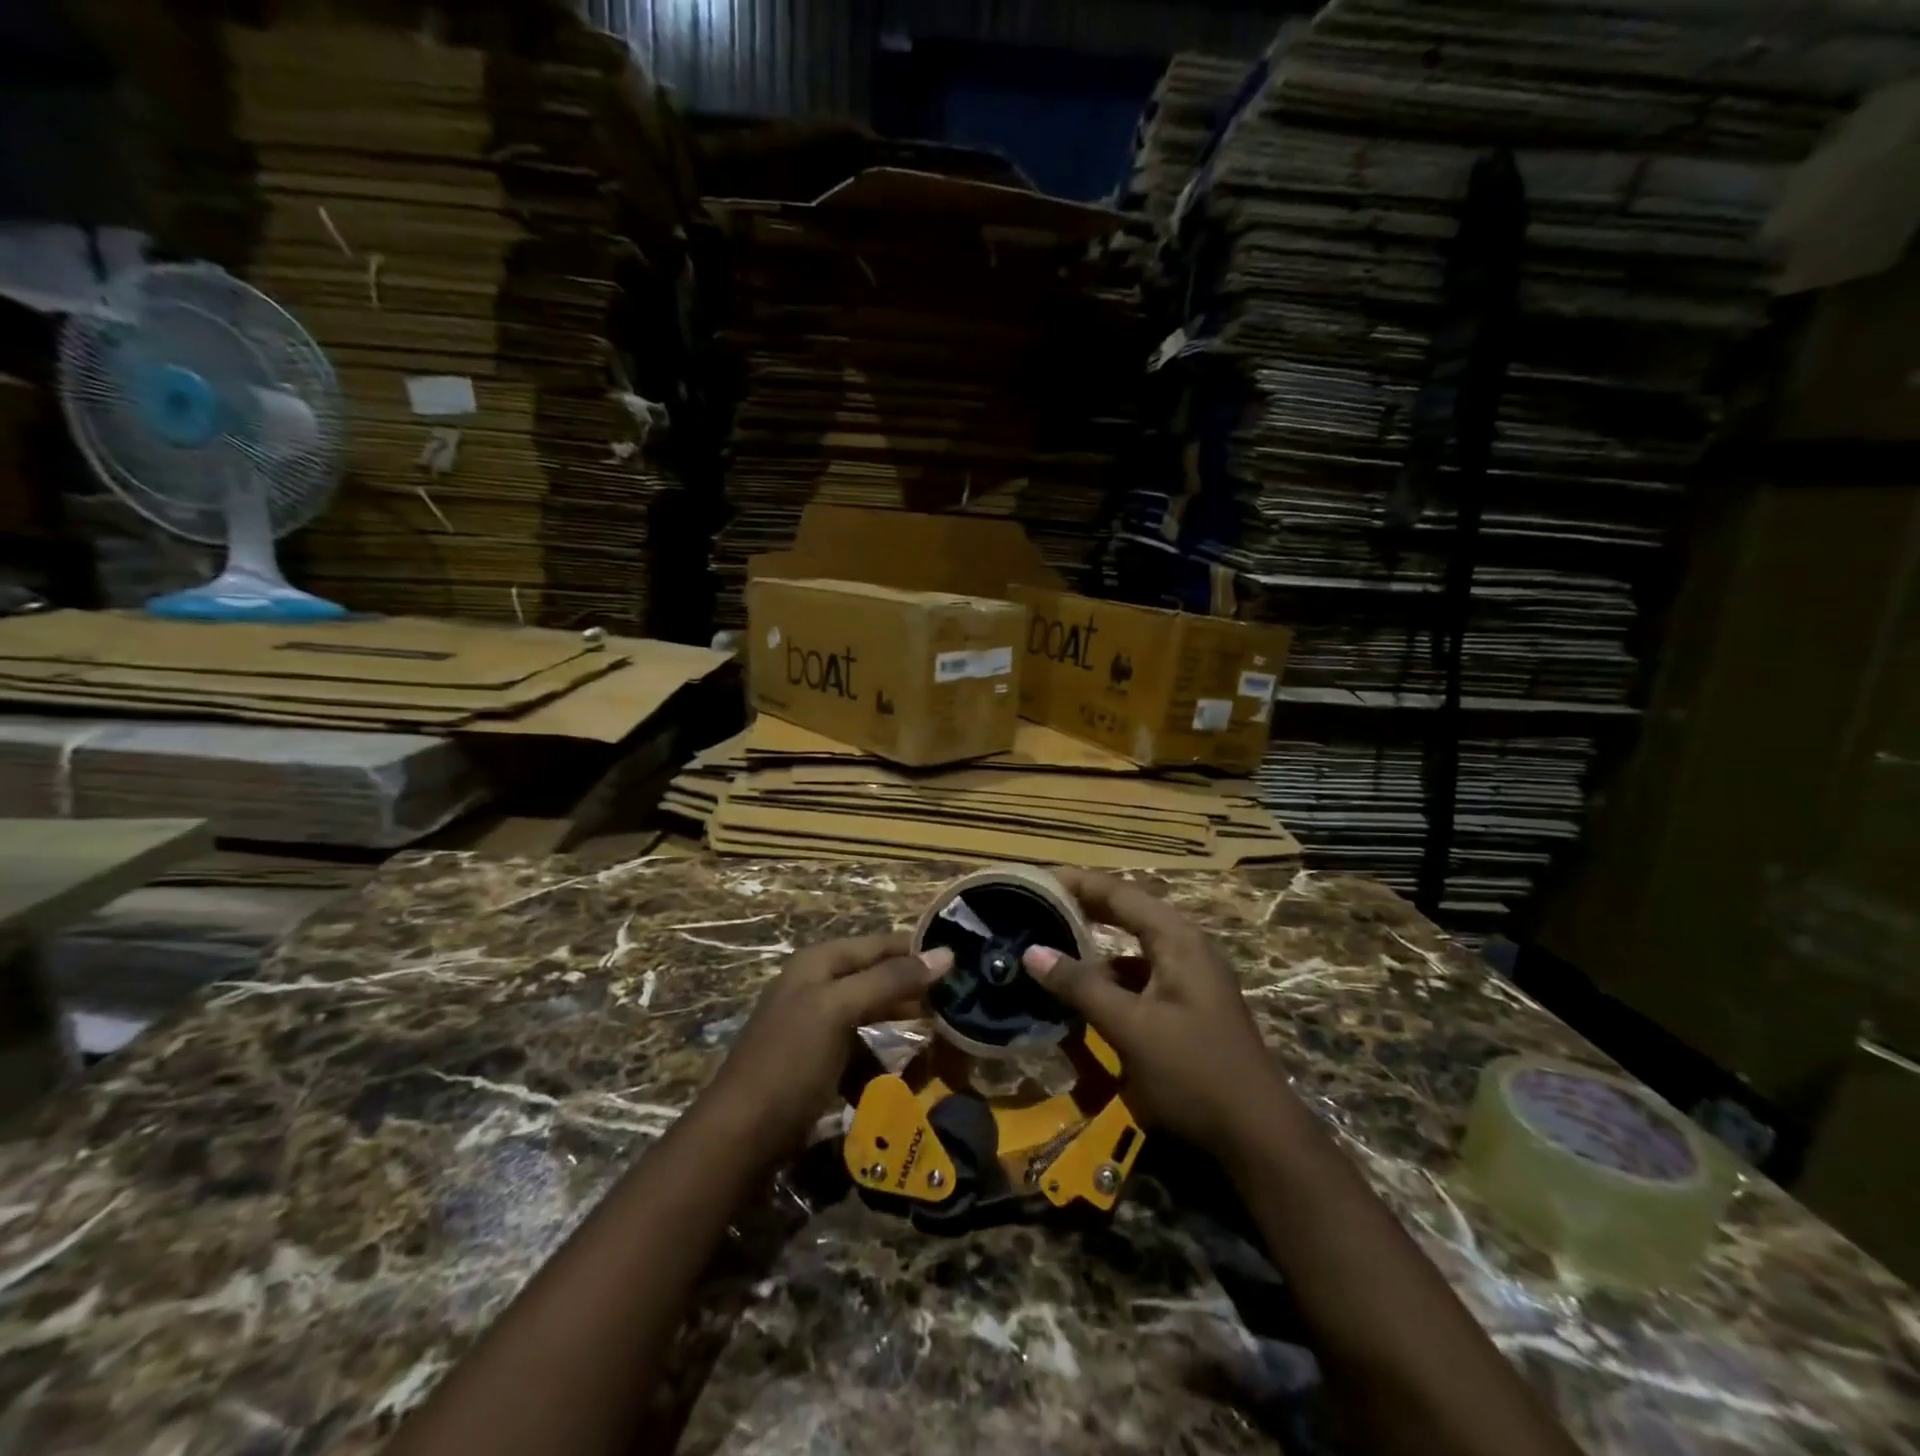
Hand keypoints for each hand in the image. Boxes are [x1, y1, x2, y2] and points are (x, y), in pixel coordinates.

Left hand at [707, 932, 953, 1158]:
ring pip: (873, 1013)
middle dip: (915, 989)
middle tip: (960, 1003)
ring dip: (902, 1025)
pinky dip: (881, 1059)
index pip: (880, 944)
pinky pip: (861, 1049)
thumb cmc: (790, 1063)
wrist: (738, 1138)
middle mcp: (817, 985)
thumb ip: (890, 979)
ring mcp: (816, 1024)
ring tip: (941, 1037)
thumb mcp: (839, 1011)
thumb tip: (946, 952)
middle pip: (878, 976)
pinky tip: (901, 1077)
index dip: (918, 950)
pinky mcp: (818, 1061)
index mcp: (819, 963)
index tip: (964, 962)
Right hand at [1022, 869, 1281, 1156]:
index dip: (1077, 883)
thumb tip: (1032, 952)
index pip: (1119, 893)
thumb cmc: (1193, 1072)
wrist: (1258, 1138)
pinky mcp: (1188, 1006)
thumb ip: (1081, 987)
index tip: (1036, 878)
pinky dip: (1111, 977)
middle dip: (1084, 907)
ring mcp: (1190, 978)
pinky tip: (1084, 993)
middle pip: (1128, 912)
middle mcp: (1186, 948)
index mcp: (1177, 940)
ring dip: (1096, 944)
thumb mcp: (1130, 1028)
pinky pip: (1141, 976)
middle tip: (1038, 905)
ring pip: (1133, 947)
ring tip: (1053, 944)